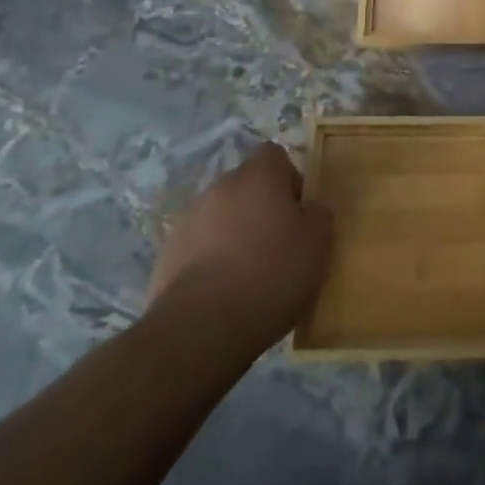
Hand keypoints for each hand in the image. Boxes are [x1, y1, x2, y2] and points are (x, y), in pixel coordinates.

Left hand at [148, 143, 332, 354]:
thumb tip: (307, 210)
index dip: (289, 180)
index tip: (297, 214)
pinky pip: (198, 247)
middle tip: (277, 246)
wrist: (200, 329)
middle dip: (260, 209)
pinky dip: (210, 262)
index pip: (275, 156)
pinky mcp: (167, 255)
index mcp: (258, 175)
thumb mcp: (317, 244)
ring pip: (221, 217)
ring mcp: (188, 220)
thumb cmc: (270, 274)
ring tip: (247, 276)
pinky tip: (221, 294)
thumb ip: (317, 215)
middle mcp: (220, 187)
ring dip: (234, 235)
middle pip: (246, 187)